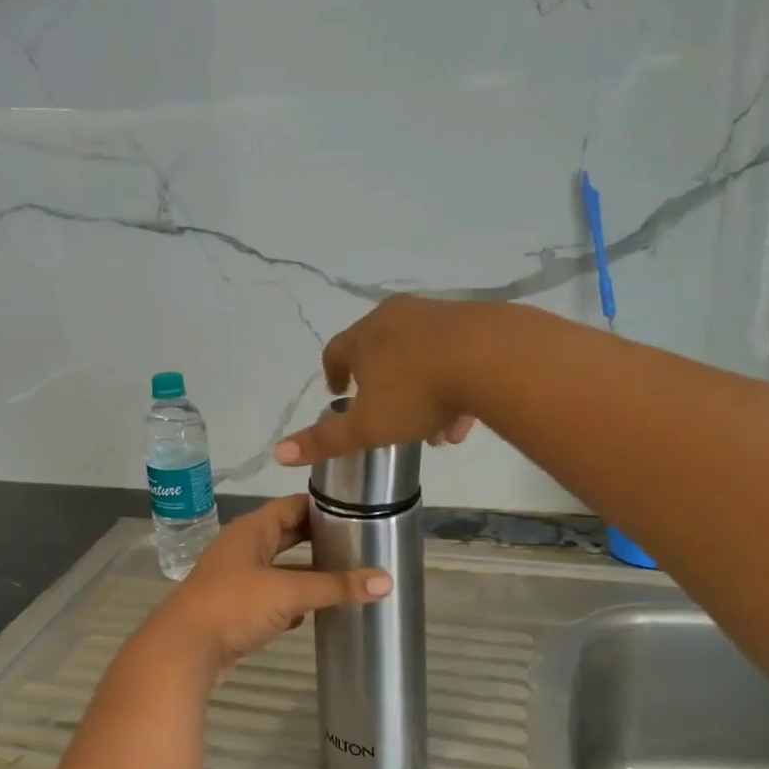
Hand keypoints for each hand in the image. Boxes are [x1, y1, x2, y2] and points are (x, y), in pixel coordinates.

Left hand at [146, 495, 391, 676]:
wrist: (184, 650)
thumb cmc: (234, 605)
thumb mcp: (289, 591)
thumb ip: (336, 586)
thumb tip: (386, 581)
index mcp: (251, 530)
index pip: (292, 506)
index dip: (322, 505)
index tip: (356, 509)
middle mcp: (243, 548)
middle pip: (286, 536)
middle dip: (318, 540)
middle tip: (358, 542)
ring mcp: (237, 579)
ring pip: (280, 569)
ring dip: (307, 574)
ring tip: (345, 576)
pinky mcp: (236, 609)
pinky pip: (271, 598)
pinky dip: (292, 603)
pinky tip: (314, 613)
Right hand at [273, 296, 482, 468]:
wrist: (492, 357)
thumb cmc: (417, 393)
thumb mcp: (367, 427)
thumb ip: (325, 441)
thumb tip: (277, 453)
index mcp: (364, 337)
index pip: (336, 352)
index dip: (334, 374)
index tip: (339, 392)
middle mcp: (395, 317)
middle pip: (380, 352)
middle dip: (383, 387)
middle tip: (389, 417)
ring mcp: (435, 315)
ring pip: (420, 356)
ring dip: (422, 392)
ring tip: (436, 431)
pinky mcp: (473, 320)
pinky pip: (454, 353)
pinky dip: (453, 382)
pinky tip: (465, 417)